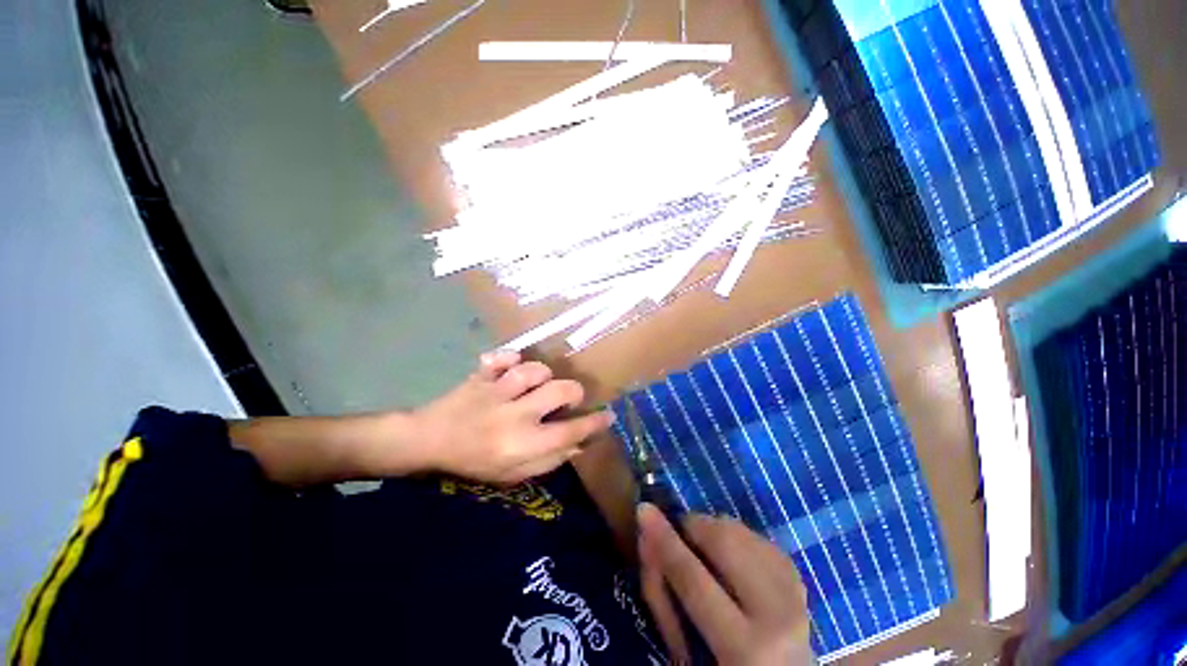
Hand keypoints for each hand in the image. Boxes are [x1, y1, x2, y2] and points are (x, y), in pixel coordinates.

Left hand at [411, 350, 614, 483]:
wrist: (430, 441)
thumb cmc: (475, 462)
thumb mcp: (513, 474)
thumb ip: (548, 460)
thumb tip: (579, 444)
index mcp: (522, 444)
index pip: (569, 432)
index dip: (593, 423)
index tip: (607, 416)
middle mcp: (513, 415)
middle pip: (557, 392)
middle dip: (573, 392)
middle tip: (572, 396)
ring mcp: (495, 392)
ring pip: (532, 371)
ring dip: (543, 374)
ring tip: (542, 382)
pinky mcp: (480, 376)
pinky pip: (499, 358)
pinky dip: (509, 356)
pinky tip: (513, 362)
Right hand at [637, 504, 812, 665]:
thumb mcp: (687, 650)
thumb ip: (664, 596)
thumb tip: (647, 538)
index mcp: (745, 648)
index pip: (694, 579)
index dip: (665, 540)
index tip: (643, 510)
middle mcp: (777, 613)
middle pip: (725, 541)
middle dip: (692, 526)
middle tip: (676, 532)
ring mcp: (793, 590)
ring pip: (739, 529)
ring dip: (711, 529)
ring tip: (700, 547)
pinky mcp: (797, 574)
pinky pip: (752, 534)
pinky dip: (731, 535)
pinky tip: (727, 556)